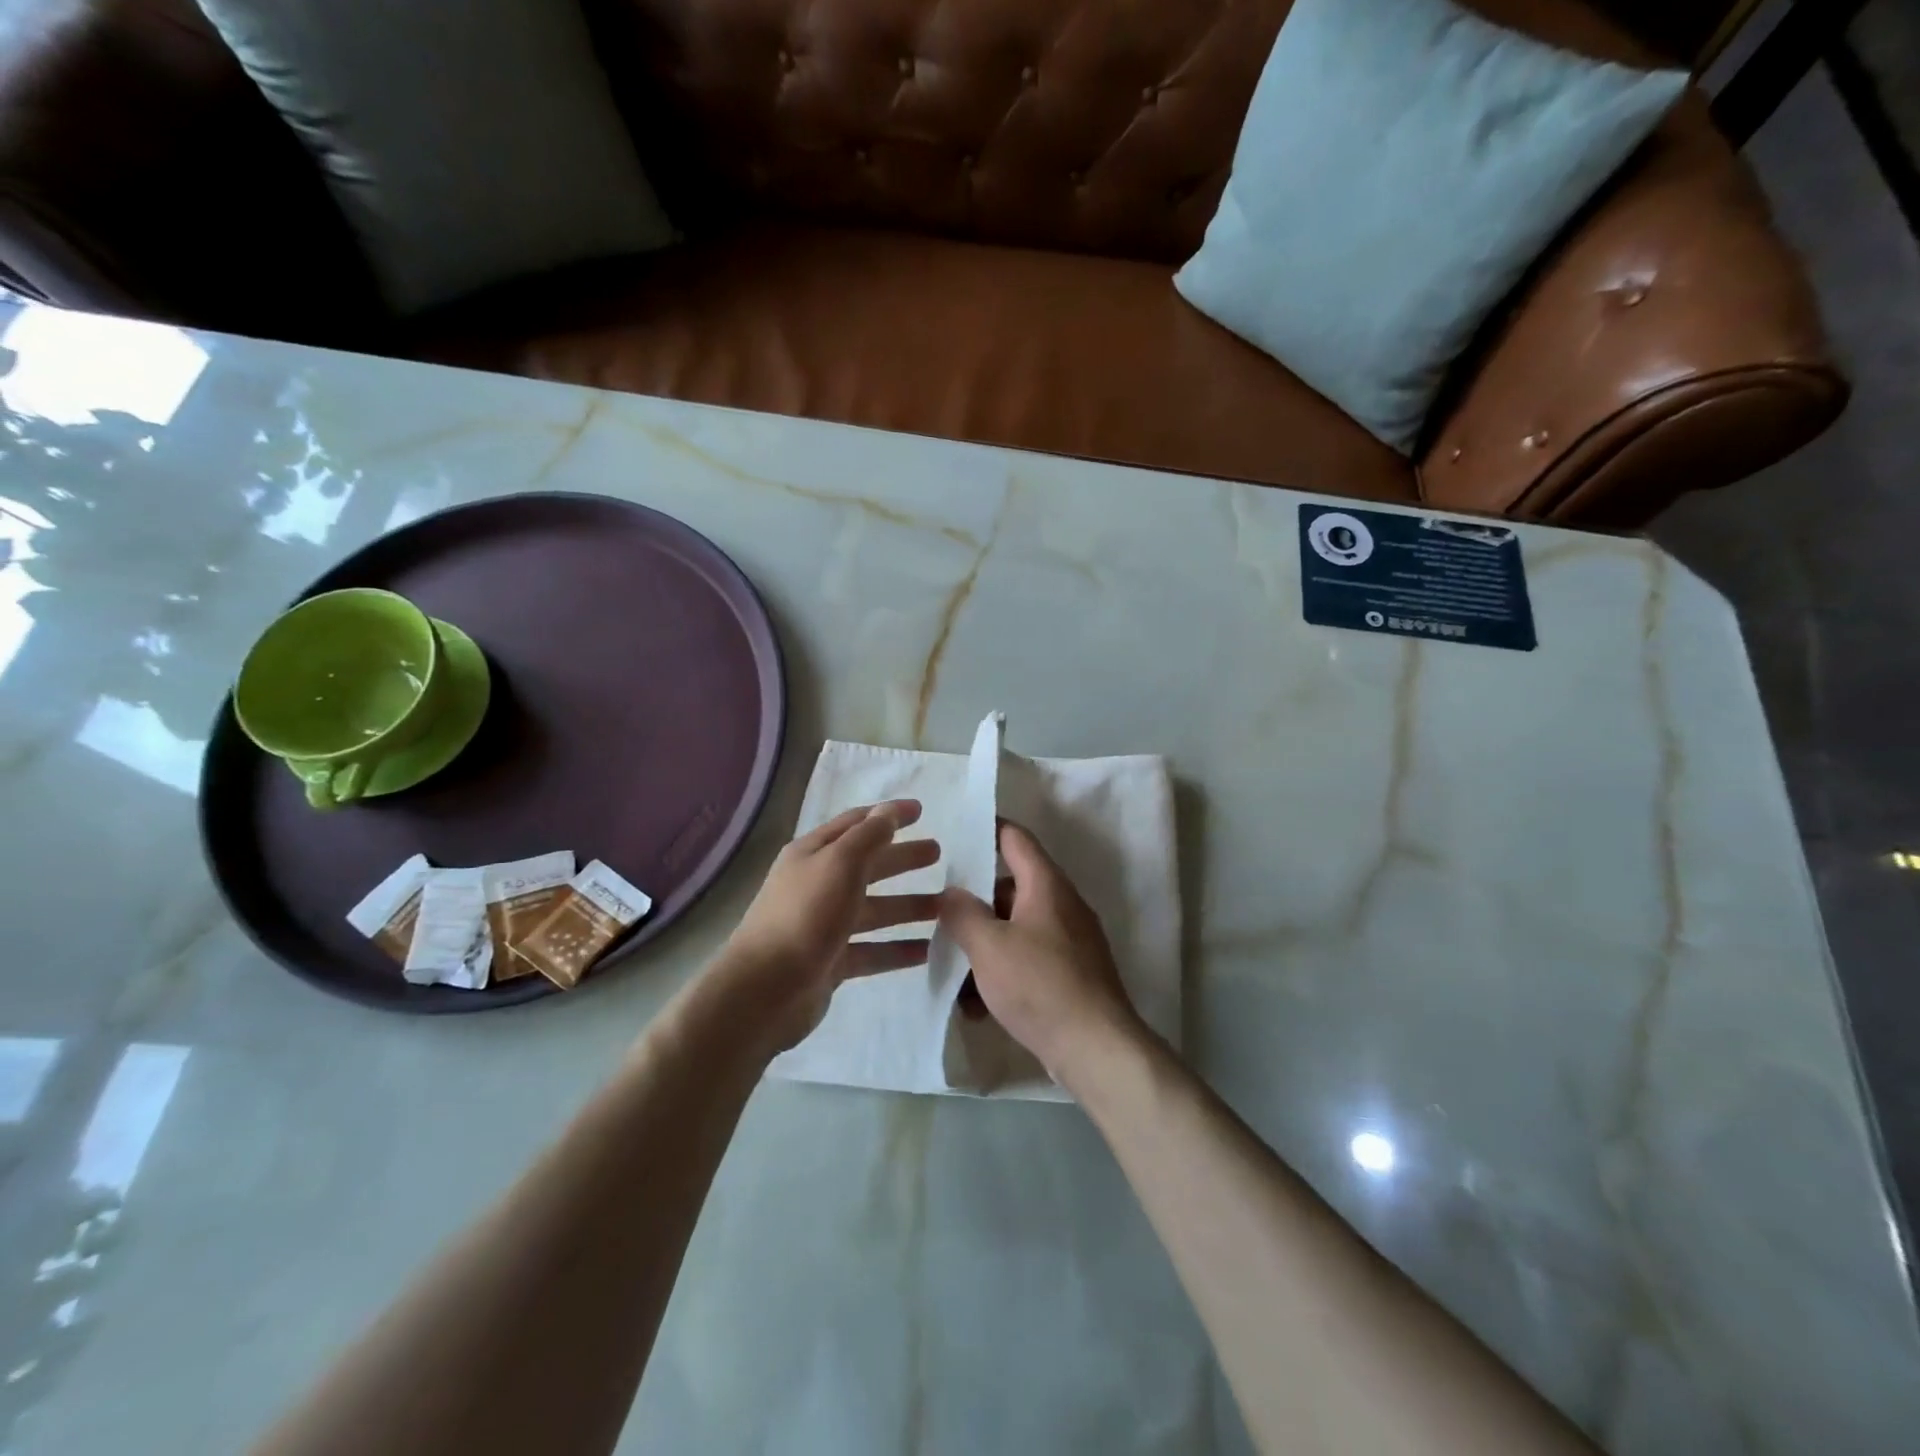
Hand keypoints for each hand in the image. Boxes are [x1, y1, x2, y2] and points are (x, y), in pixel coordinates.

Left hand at [715, 800, 939, 1052]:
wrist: (765, 990)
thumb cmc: (805, 915)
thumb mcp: (840, 863)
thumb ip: (869, 836)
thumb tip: (889, 810)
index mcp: (813, 854)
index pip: (856, 825)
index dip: (888, 815)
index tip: (921, 811)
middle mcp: (817, 885)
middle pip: (867, 866)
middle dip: (902, 858)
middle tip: (939, 854)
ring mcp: (823, 926)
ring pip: (873, 910)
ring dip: (907, 906)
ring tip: (945, 907)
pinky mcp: (830, 962)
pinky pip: (871, 951)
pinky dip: (896, 949)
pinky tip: (927, 951)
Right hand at [937, 822, 1145, 1085]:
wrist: (1096, 1047)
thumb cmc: (1039, 985)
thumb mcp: (988, 947)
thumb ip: (963, 913)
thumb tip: (950, 893)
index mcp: (1046, 885)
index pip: (1015, 838)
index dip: (987, 828)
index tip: (957, 830)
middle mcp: (1062, 904)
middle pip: (1011, 887)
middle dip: (976, 902)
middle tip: (940, 912)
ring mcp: (1070, 940)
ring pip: (1017, 928)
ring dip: (985, 946)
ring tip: (953, 973)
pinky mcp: (1072, 973)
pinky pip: (1029, 959)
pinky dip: (1003, 972)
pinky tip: (977, 1007)